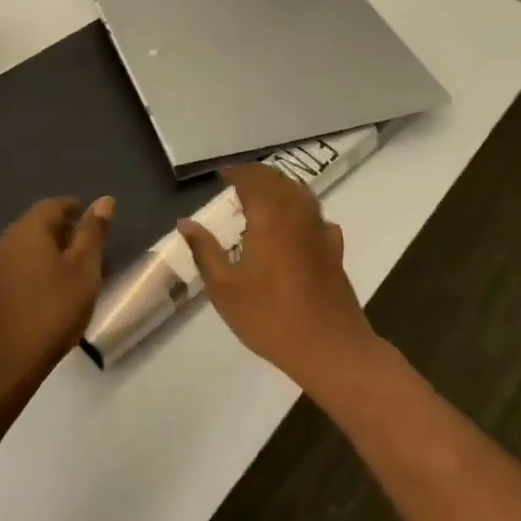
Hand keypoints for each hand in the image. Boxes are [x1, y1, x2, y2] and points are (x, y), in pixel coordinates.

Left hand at [0, 195, 112, 401]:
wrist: (5, 362)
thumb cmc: (52, 310)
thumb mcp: (84, 270)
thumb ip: (93, 233)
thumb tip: (104, 200)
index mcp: (28, 229)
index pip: (53, 205)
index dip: (77, 209)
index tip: (97, 223)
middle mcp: (7, 241)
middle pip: (39, 224)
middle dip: (66, 231)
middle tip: (93, 249)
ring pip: (29, 247)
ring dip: (53, 252)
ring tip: (78, 273)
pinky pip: (20, 267)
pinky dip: (39, 270)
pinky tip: (55, 292)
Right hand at [178, 165, 384, 393]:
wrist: (329, 347)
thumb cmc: (269, 317)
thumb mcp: (224, 288)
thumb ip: (205, 250)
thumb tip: (186, 223)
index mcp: (269, 218)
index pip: (252, 179)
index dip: (235, 173)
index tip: (220, 175)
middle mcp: (297, 215)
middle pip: (279, 181)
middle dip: (257, 176)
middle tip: (237, 181)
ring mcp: (320, 231)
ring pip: (300, 194)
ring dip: (280, 188)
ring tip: (261, 197)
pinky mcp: (334, 249)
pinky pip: (315, 216)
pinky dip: (300, 210)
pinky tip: (294, 225)